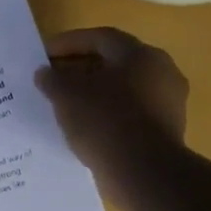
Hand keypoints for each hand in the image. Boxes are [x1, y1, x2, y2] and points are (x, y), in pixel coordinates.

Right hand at [35, 28, 188, 210]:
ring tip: (65, 106)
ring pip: (123, 90)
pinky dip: (107, 116)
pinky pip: (129, 115)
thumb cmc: (105, 121)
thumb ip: (53, 79)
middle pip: (114, 63)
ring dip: (94, 94)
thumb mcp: (67, 95)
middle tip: (53, 79)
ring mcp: (168, 103)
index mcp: (140, 54)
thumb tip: (45, 73)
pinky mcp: (166, 131)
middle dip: (81, 69)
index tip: (43, 55)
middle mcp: (161, 72)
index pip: (100, 38)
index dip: (68, 43)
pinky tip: (85, 128)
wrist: (144, 172)